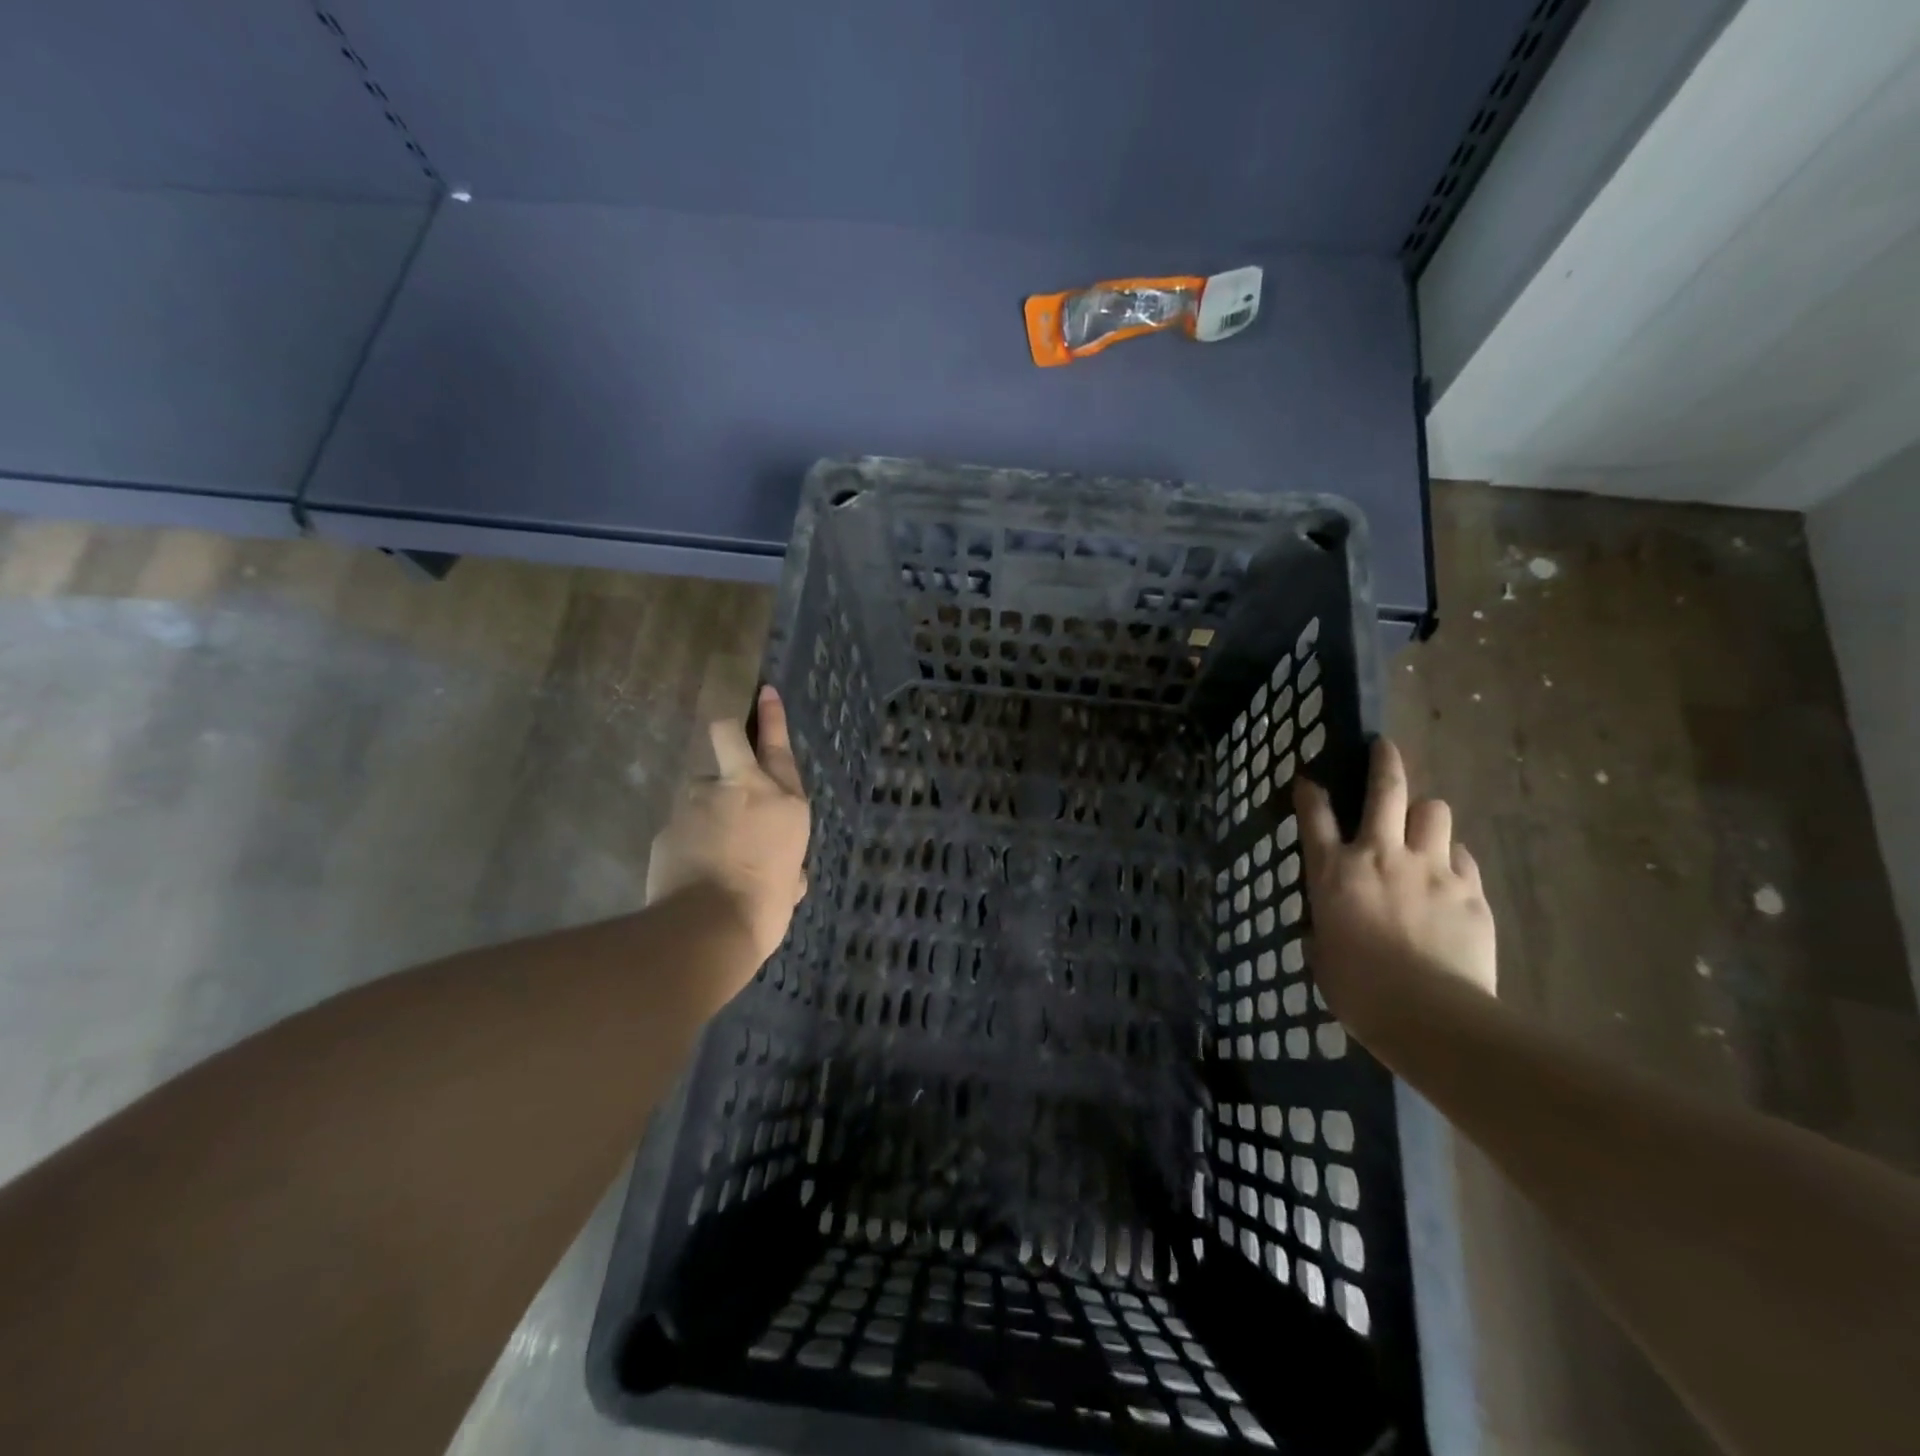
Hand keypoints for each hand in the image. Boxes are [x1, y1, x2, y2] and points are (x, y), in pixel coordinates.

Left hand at [648, 686, 811, 968]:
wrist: (709, 928)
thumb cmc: (766, 907)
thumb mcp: (789, 886)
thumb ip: (788, 871)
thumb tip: (788, 878)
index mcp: (784, 802)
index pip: (777, 747)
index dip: (771, 718)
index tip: (765, 693)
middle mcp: (743, 789)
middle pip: (728, 736)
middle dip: (728, 732)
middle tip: (726, 742)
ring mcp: (700, 802)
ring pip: (699, 789)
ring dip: (705, 808)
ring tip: (706, 848)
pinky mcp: (669, 823)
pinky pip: (681, 824)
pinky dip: (686, 840)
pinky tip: (688, 868)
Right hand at [1295, 738, 1495, 1029]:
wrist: (1430, 1015)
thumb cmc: (1359, 990)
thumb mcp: (1323, 953)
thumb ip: (1326, 924)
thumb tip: (1330, 923)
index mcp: (1335, 871)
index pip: (1314, 815)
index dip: (1310, 792)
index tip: (1308, 780)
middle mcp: (1381, 855)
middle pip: (1386, 790)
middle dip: (1384, 761)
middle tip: (1383, 748)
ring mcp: (1431, 869)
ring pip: (1435, 812)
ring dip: (1425, 815)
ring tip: (1422, 829)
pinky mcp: (1471, 891)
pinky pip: (1462, 857)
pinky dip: (1451, 859)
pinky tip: (1448, 876)